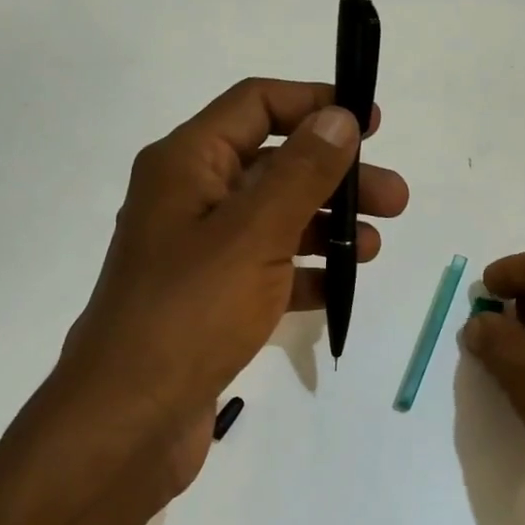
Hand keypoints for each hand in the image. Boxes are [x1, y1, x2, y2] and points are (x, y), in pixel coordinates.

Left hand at [38, 78, 408, 517]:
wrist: (129, 421)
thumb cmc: (190, 313)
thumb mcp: (253, 233)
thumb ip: (302, 172)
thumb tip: (339, 116)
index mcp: (187, 164)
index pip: (256, 104)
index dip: (314, 103)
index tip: (372, 122)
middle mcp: (189, 199)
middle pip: (274, 165)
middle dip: (336, 176)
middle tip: (395, 199)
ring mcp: (199, 253)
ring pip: (275, 220)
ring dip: (326, 226)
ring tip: (373, 247)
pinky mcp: (210, 300)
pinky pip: (266, 269)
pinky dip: (304, 272)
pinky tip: (340, 287)